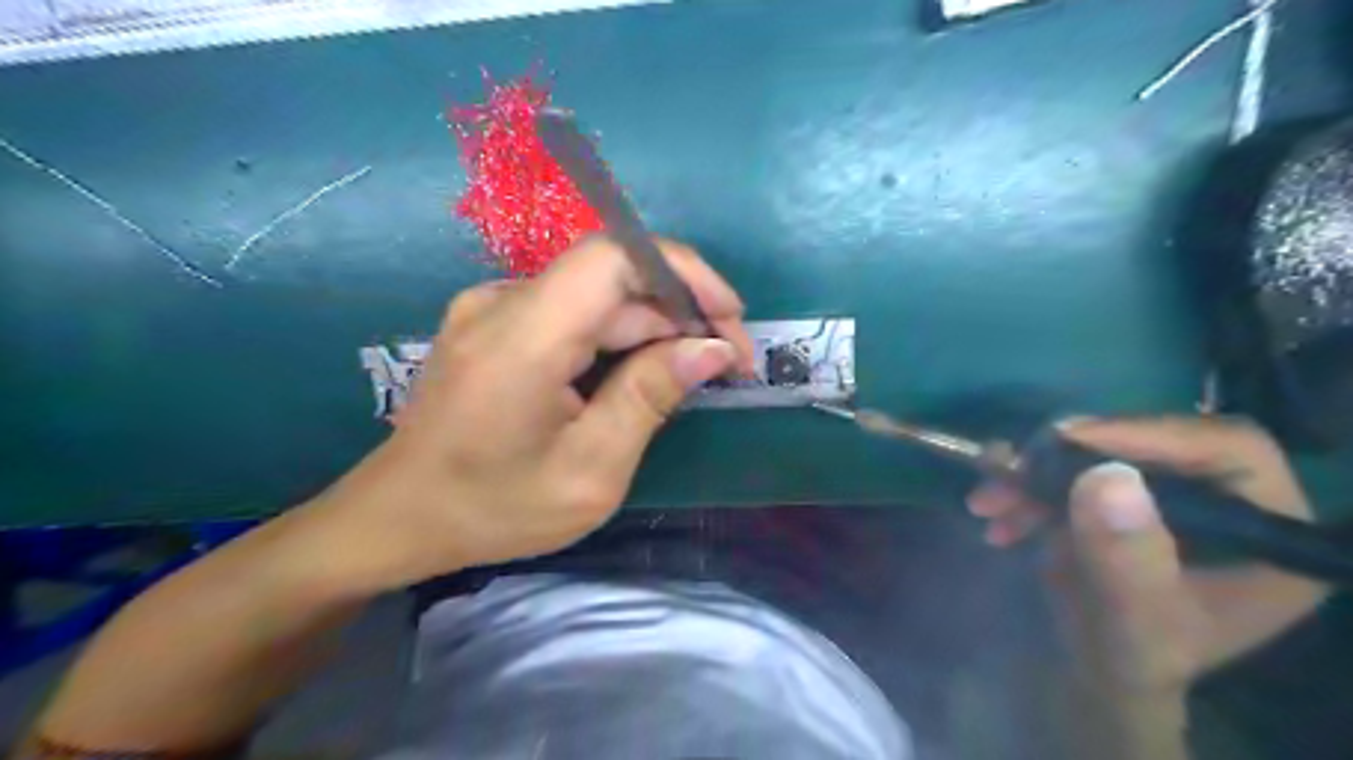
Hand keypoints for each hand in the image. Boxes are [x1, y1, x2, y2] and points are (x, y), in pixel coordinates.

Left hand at [300, 234, 756, 588]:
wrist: (397, 517)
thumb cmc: (492, 507)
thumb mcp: (589, 471)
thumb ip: (650, 398)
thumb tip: (712, 349)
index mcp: (525, 336)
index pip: (616, 256)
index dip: (683, 271)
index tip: (730, 317)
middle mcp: (505, 302)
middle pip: (613, 279)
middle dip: (681, 312)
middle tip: (727, 364)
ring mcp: (494, 308)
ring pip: (596, 298)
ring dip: (652, 328)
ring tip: (692, 375)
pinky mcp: (494, 324)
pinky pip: (572, 313)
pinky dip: (617, 337)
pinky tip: (639, 374)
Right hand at [967, 418, 1327, 695]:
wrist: (1096, 669)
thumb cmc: (1132, 660)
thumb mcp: (1134, 624)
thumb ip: (1126, 561)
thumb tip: (1106, 476)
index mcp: (1269, 530)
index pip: (1226, 449)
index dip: (1147, 435)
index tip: (1066, 440)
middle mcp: (1225, 499)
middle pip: (1149, 443)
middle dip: (1067, 458)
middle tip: (1010, 470)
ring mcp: (1166, 493)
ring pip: (1099, 453)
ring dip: (1033, 474)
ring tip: (986, 504)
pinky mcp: (1121, 493)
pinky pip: (1069, 468)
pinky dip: (1025, 485)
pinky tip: (994, 512)